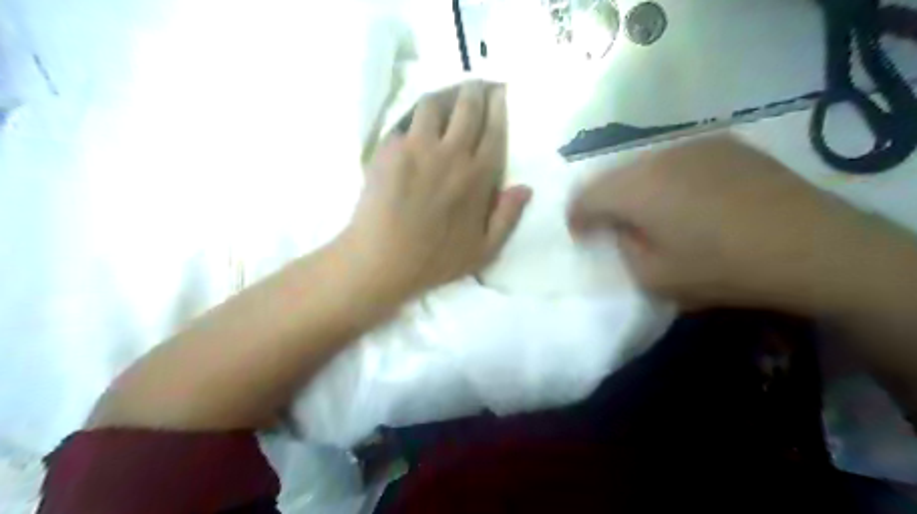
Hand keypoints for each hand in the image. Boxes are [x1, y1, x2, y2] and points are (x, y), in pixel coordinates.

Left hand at [342, 83, 530, 301]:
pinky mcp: (389, 148)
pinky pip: (405, 119)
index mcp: (478, 176)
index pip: (494, 128)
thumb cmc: (435, 260)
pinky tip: (416, 122)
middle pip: (467, 105)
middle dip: (475, 89)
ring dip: (445, 95)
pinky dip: (415, 115)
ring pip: (434, 102)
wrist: (382, 260)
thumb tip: (525, 187)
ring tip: (447, 98)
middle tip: (476, 86)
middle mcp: (451, 153)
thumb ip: (508, 217)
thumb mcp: (483, 250)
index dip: (499, 105)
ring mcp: (417, 147)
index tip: (500, 92)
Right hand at [567, 134, 873, 309]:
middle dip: (605, 202)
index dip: (575, 217)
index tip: (581, 236)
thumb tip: (621, 230)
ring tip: (654, 212)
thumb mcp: (655, 278)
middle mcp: (656, 157)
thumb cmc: (723, 267)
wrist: (812, 245)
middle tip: (615, 227)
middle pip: (611, 176)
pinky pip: (675, 159)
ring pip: (643, 165)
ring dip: (636, 188)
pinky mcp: (722, 143)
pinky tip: (689, 198)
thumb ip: (623, 251)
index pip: (584, 196)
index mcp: (635, 189)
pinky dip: (667, 178)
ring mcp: (692, 144)